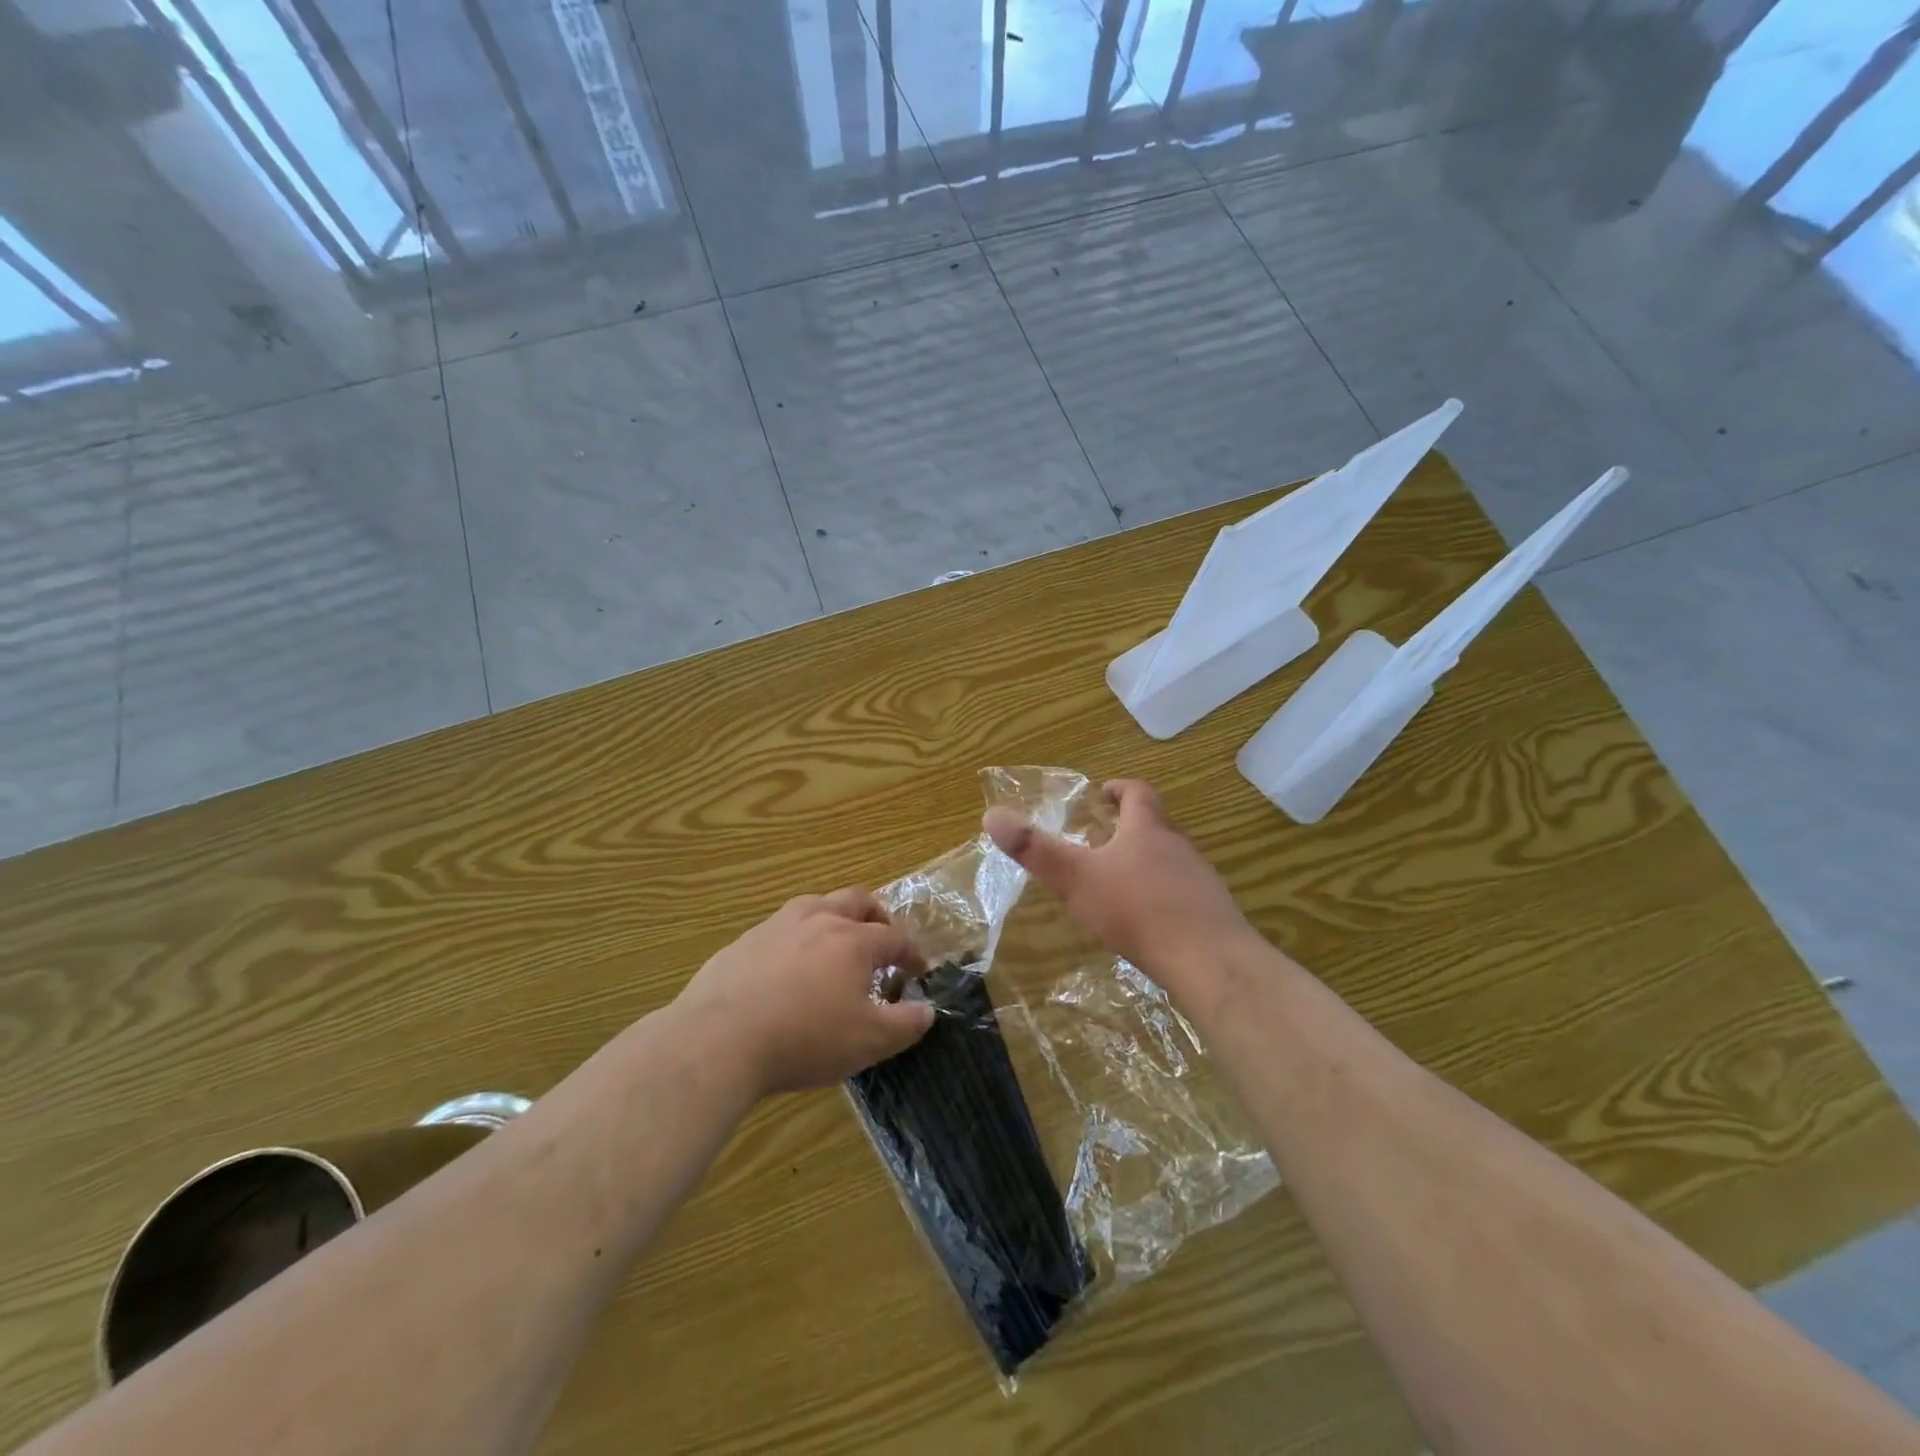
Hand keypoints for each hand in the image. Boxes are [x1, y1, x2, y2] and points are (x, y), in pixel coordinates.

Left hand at [675, 890, 933, 1098]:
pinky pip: (780, 928)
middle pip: (856, 901)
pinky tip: (787, 967)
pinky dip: (797, 938)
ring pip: (816, 904)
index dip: (910, 953)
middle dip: (876, 915)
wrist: (719, 1038)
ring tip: (835, 943)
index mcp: (853, 940)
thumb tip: (928, 1010)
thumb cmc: (805, 1038)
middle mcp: (818, 920)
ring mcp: (777, 925)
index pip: (894, 938)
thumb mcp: (868, 1042)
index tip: (916, 970)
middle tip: (881, 937)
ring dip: (834, 917)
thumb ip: (905, 1024)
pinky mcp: (744, 941)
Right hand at [983, 780, 1253, 996]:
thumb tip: (991, 815)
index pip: (1137, 793)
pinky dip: (1164, 897)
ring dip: (1147, 864)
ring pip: (1171, 861)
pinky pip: (1184, 894)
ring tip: (1121, 884)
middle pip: (1155, 825)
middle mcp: (1178, 846)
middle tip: (1102, 843)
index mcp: (1147, 829)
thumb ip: (1035, 849)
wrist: (1208, 960)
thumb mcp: (1076, 878)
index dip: (1119, 789)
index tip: (1102, 794)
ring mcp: (1200, 879)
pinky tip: (1149, 923)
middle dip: (1130, 829)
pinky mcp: (1212, 913)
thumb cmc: (1137, 909)